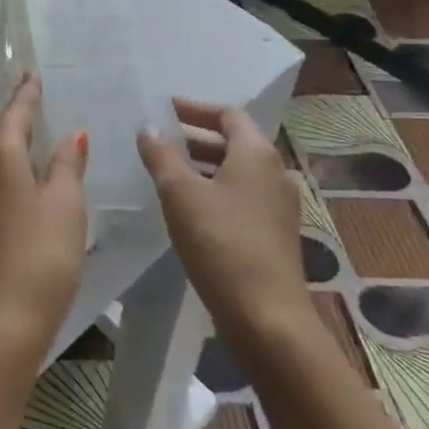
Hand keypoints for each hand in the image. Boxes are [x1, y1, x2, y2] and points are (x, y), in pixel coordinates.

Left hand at [0, 74, 87, 367]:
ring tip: (38, 129)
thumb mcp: (65, 203)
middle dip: (19, 114)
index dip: (27, 94)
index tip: (33, 75)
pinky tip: (29, 173)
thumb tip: (71, 135)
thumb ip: (67, 164)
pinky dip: (14, 166)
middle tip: (37, 95)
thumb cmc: (41, 253)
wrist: (3, 319)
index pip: (15, 113)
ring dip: (16, 141)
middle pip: (1, 133)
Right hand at [137, 101, 311, 353]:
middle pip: (235, 141)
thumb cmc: (221, 243)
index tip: (164, 110)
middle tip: (160, 139)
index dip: (195, 109)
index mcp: (256, 154)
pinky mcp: (275, 234)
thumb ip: (161, 155)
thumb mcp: (180, 194)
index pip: (228, 115)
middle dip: (196, 137)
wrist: (267, 318)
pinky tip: (188, 207)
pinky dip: (215, 189)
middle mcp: (275, 173)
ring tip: (167, 170)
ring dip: (204, 164)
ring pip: (237, 171)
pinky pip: (242, 196)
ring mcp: (279, 206)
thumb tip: (149, 127)